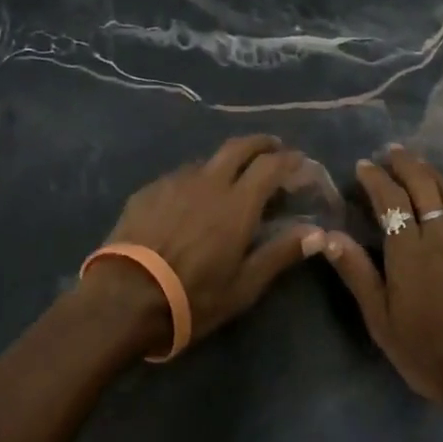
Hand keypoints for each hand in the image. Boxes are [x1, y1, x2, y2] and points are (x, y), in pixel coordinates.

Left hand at [90, 134, 318, 350]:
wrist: (125, 298)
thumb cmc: (193, 296)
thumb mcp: (244, 286)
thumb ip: (281, 254)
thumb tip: (317, 234)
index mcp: (238, 203)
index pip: (271, 165)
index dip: (289, 159)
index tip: (299, 161)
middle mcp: (208, 182)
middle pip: (239, 147)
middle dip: (260, 143)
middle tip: (272, 150)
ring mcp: (174, 183)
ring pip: (207, 161)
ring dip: (225, 164)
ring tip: (229, 181)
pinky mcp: (148, 191)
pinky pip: (179, 177)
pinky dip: (195, 181)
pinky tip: (190, 202)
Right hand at [308, 147, 442, 403]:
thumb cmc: (425, 350)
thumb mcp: (380, 319)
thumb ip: (356, 273)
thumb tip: (328, 235)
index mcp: (409, 251)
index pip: (390, 201)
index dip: (375, 179)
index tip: (363, 166)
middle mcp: (441, 236)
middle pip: (423, 186)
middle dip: (405, 164)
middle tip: (391, 152)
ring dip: (433, 173)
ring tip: (418, 164)